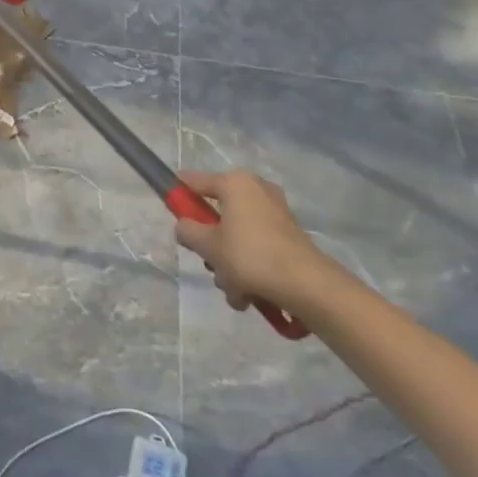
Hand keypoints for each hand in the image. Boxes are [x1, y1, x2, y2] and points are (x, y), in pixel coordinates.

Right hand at [174, 170, 327, 312]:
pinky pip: (257, 248)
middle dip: (211, 245)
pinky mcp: (289, 237)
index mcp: (235, 183)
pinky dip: (250, 269)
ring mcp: (276, 214)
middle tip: (210, 263)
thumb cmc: (251, 256)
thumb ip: (188, 232)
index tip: (169, 210)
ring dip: (229, 264)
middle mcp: (256, 191)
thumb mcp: (208, 245)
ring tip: (234, 290)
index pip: (193, 181)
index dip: (178, 195)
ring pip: (237, 236)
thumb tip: (185, 228)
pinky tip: (249, 295)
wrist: (308, 286)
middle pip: (217, 214)